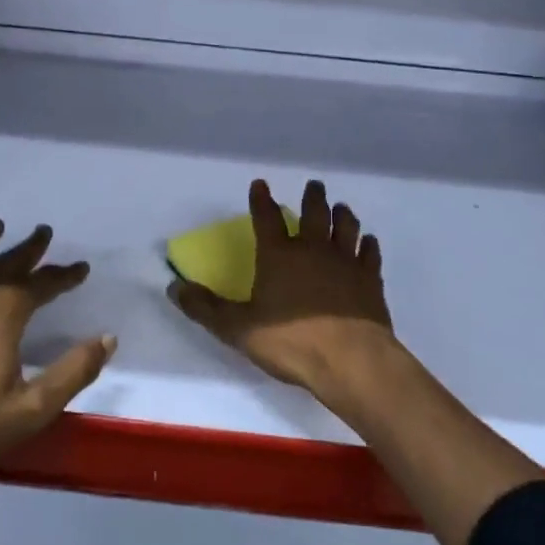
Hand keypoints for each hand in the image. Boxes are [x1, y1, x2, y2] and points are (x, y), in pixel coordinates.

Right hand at [169, 179, 397, 402]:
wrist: (351, 360)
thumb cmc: (291, 342)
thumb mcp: (238, 329)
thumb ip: (206, 308)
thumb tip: (174, 287)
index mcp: (279, 255)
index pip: (266, 217)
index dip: (261, 199)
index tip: (260, 184)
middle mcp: (313, 249)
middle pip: (315, 212)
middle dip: (312, 196)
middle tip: (314, 185)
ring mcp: (346, 261)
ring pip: (346, 226)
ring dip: (342, 214)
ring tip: (341, 207)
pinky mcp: (370, 279)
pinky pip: (370, 253)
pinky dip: (368, 244)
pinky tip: (368, 242)